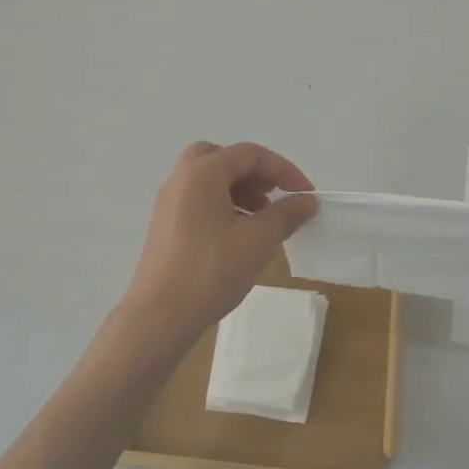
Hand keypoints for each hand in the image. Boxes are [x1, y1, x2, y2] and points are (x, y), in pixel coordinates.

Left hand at [121, 142, 318, 346]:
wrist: (161, 314)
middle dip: (255, 174)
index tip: (306, 195)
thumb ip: (287, 213)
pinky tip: (238, 235)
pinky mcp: (165, 225)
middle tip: (273, 197)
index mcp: (203, 172)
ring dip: (239, 190)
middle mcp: (181, 179)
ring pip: (209, 180)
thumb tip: (307, 200)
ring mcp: (169, 202)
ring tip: (261, 219)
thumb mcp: (260, 239)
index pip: (250, 154)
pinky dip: (222, 205)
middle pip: (223, 158)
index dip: (284, 170)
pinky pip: (198, 201)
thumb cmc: (212, 269)